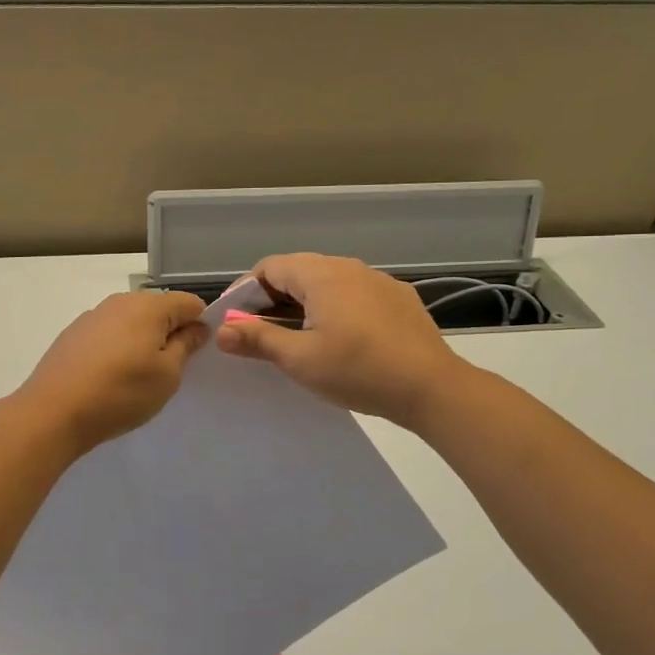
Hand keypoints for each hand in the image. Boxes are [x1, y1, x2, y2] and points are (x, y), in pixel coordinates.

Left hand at [15, 290, 209, 453]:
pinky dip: (116, 349)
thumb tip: (196, 327)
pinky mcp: (73, 334)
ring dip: (141, 341)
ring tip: (135, 377)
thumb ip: (185, 345)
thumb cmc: (121, 392)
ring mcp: (92, 316)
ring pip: (131, 322)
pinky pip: (108, 334)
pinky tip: (108, 378)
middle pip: (158, 309)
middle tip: (168, 370)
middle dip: (169, 333)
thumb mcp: (167, 375)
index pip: (190, 303)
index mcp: (149, 306)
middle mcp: (120, 301)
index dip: (200, 325)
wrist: (53, 412)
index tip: (196, 355)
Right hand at [214, 253, 467, 428]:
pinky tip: (340, 339)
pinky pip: (355, 294)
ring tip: (297, 337)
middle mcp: (349, 267)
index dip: (247, 291)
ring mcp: (378, 280)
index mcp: (321, 275)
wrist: (432, 388)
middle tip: (260, 333)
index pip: (270, 267)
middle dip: (273, 298)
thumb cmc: (358, 371)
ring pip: (328, 282)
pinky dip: (335, 308)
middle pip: (298, 272)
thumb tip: (222, 331)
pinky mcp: (399, 298)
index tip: (236, 321)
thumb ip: (258, 339)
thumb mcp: (300, 359)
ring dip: (304, 304)